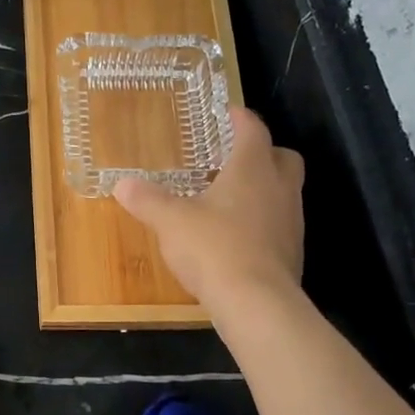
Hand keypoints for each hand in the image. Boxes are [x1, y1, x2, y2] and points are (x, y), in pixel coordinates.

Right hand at [113, 107, 305, 309]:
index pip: (253, 130)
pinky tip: (237, 238)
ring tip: (230, 200)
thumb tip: (122, 184)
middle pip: (282, 157)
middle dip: (263, 152)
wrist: (256, 303)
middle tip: (234, 158)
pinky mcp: (292, 252)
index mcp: (252, 169)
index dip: (240, 118)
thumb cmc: (214, 248)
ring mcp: (291, 222)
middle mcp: (279, 188)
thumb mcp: (170, 221)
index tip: (228, 112)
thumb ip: (147, 200)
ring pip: (284, 192)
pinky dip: (262, 223)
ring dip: (264, 190)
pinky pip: (279, 225)